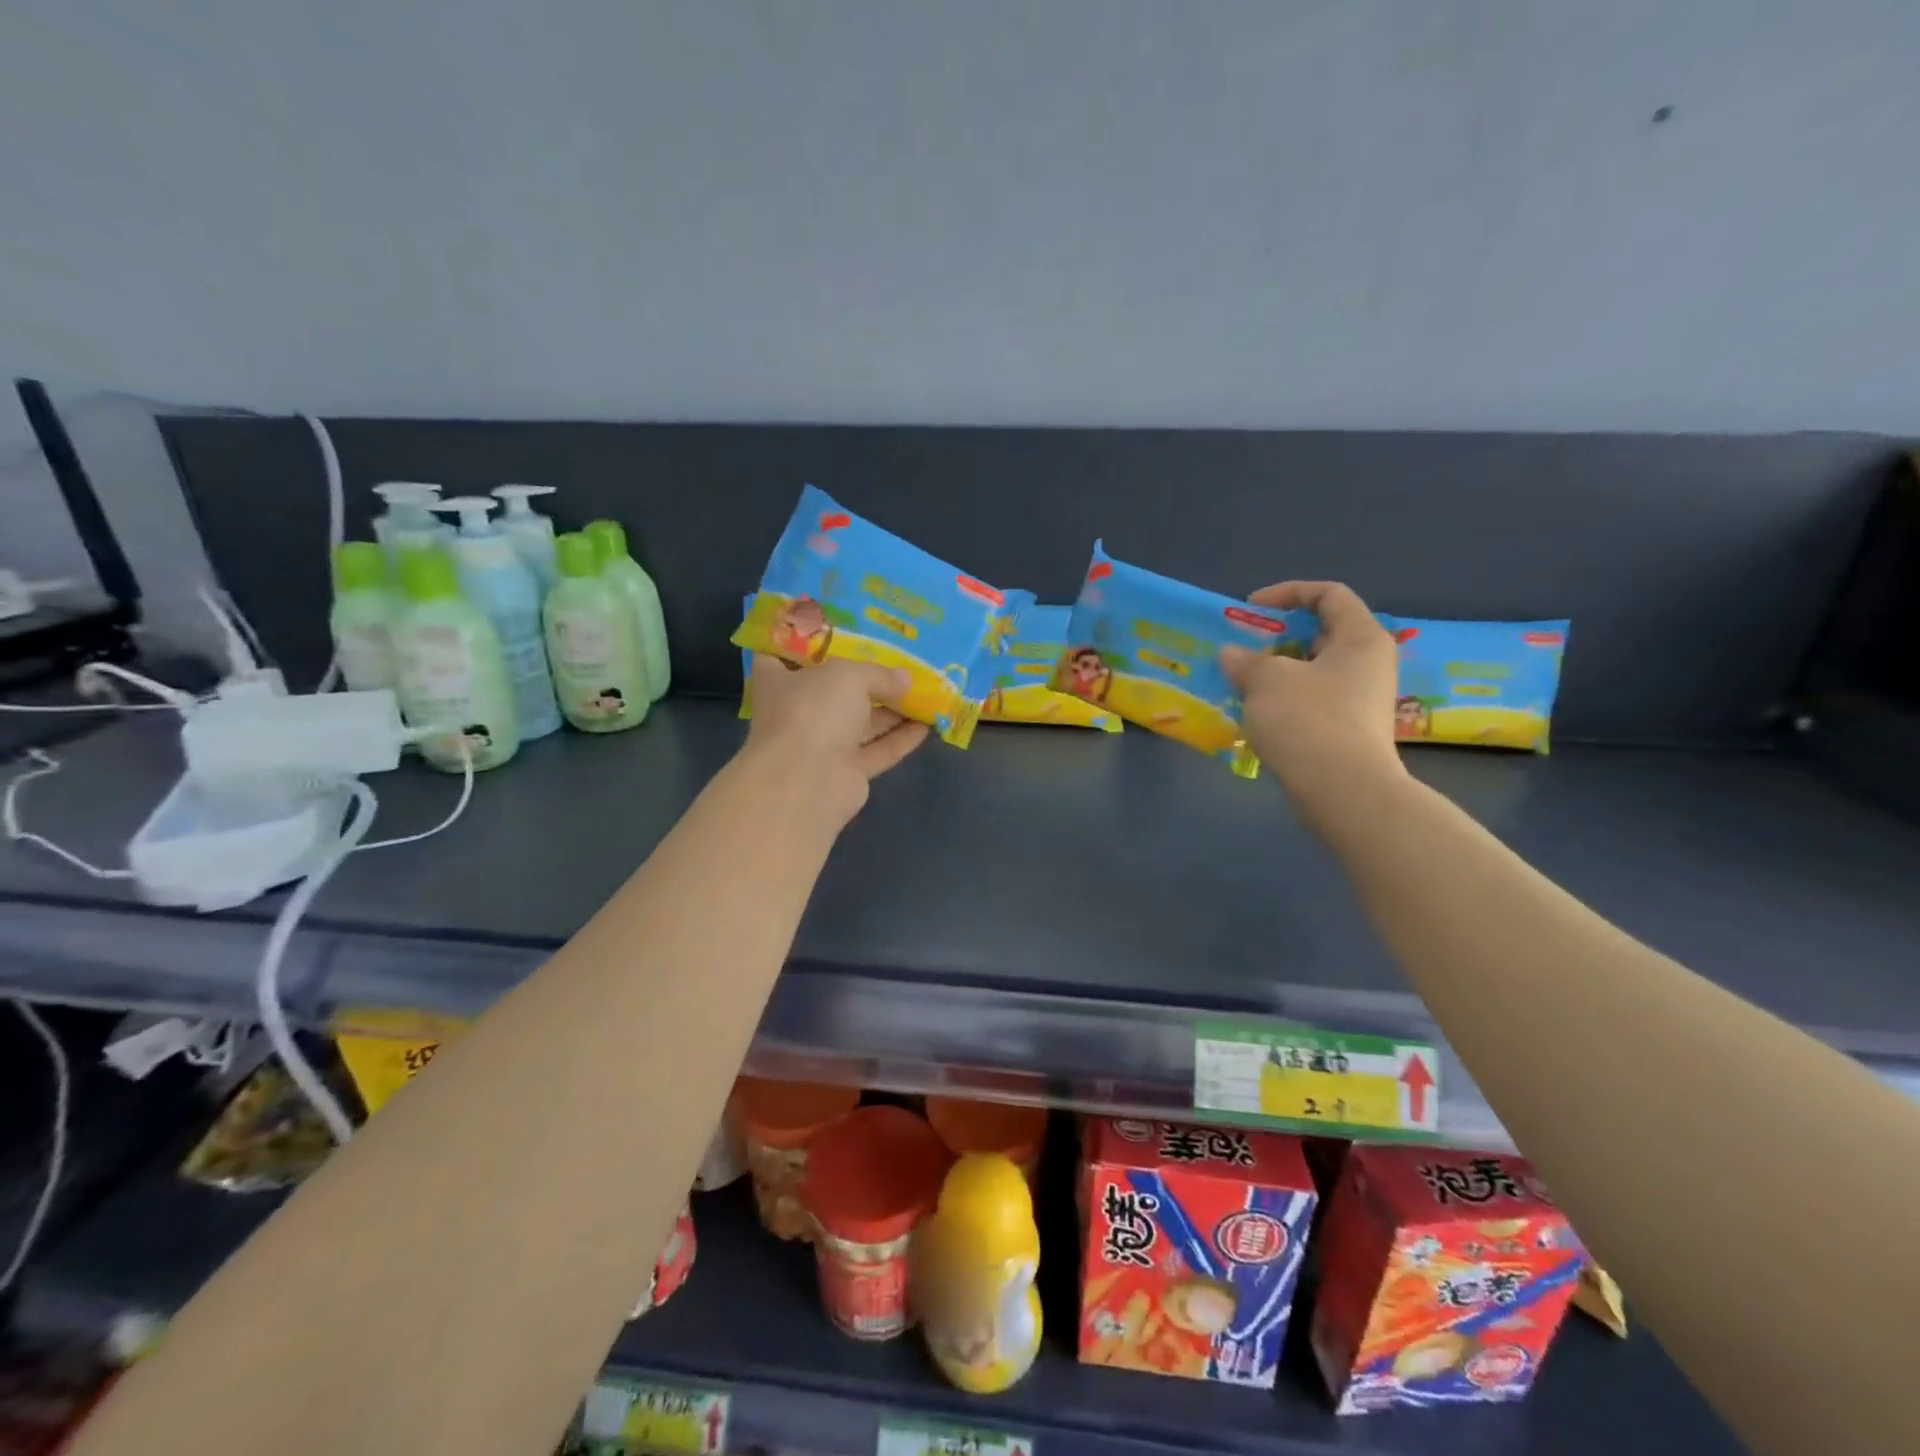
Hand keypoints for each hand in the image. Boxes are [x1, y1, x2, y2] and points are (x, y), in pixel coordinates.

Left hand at [740, 654, 928, 816]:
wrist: (807, 782)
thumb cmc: (813, 711)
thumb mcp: (849, 675)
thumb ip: (879, 674)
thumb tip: (905, 680)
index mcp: (780, 682)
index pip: (779, 656)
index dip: (800, 642)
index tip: (826, 630)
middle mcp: (799, 712)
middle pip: (833, 691)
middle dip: (865, 678)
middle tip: (899, 660)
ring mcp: (822, 745)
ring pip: (860, 723)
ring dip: (891, 709)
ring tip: (925, 690)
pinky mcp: (846, 773)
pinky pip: (878, 751)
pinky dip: (901, 738)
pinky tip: (928, 725)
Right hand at [1219, 582, 1404, 820]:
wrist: (1343, 791)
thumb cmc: (1308, 720)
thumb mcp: (1266, 681)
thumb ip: (1246, 660)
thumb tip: (1232, 655)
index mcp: (1360, 638)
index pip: (1328, 594)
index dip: (1287, 593)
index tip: (1250, 610)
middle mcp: (1369, 663)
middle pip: (1320, 634)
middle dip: (1277, 638)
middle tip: (1242, 648)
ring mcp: (1362, 700)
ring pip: (1314, 671)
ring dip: (1276, 673)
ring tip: (1241, 683)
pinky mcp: (1350, 730)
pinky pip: (1313, 701)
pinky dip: (1284, 701)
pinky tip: (1256, 715)